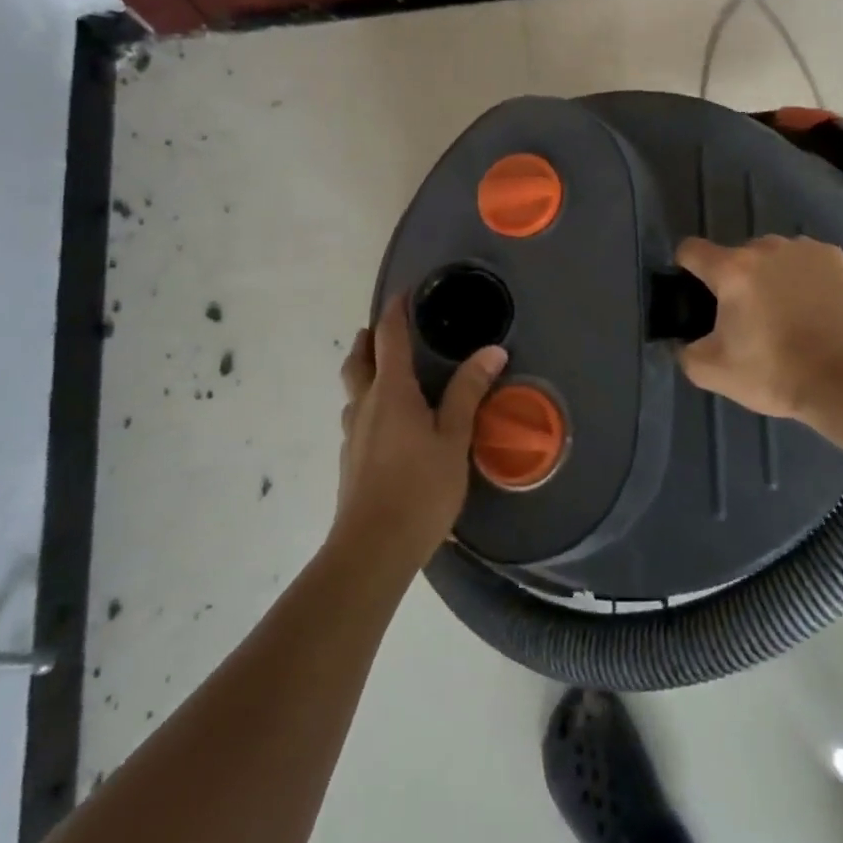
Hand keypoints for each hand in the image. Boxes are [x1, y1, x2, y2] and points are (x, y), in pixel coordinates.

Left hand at [335, 295, 507, 568]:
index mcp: (391, 392)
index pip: (388, 338)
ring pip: (354, 391)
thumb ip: (469, 392)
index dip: (394, 311)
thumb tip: (492, 350)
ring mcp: (352, 435)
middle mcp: (365, 405)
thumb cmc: (420, 488)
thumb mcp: (454, 438)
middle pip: (358, 361)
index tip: (402, 292)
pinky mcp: (350, 461)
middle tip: (384, 330)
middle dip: (369, 340)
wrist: (372, 550)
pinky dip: (369, 403)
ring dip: (365, 372)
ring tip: (386, 374)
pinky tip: (388, 424)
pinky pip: (357, 417)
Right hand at [674, 235, 842, 422]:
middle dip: (735, 280)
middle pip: (736, 256)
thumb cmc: (773, 372)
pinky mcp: (833, 256)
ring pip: (772, 256)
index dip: (686, 268)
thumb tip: (684, 339)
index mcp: (731, 270)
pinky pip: (804, 259)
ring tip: (784, 311)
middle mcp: (765, 247)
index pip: (691, 249)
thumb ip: (684, 350)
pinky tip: (811, 304)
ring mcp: (803, 248)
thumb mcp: (712, 372)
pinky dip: (802, 275)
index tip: (696, 293)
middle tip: (747, 317)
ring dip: (769, 275)